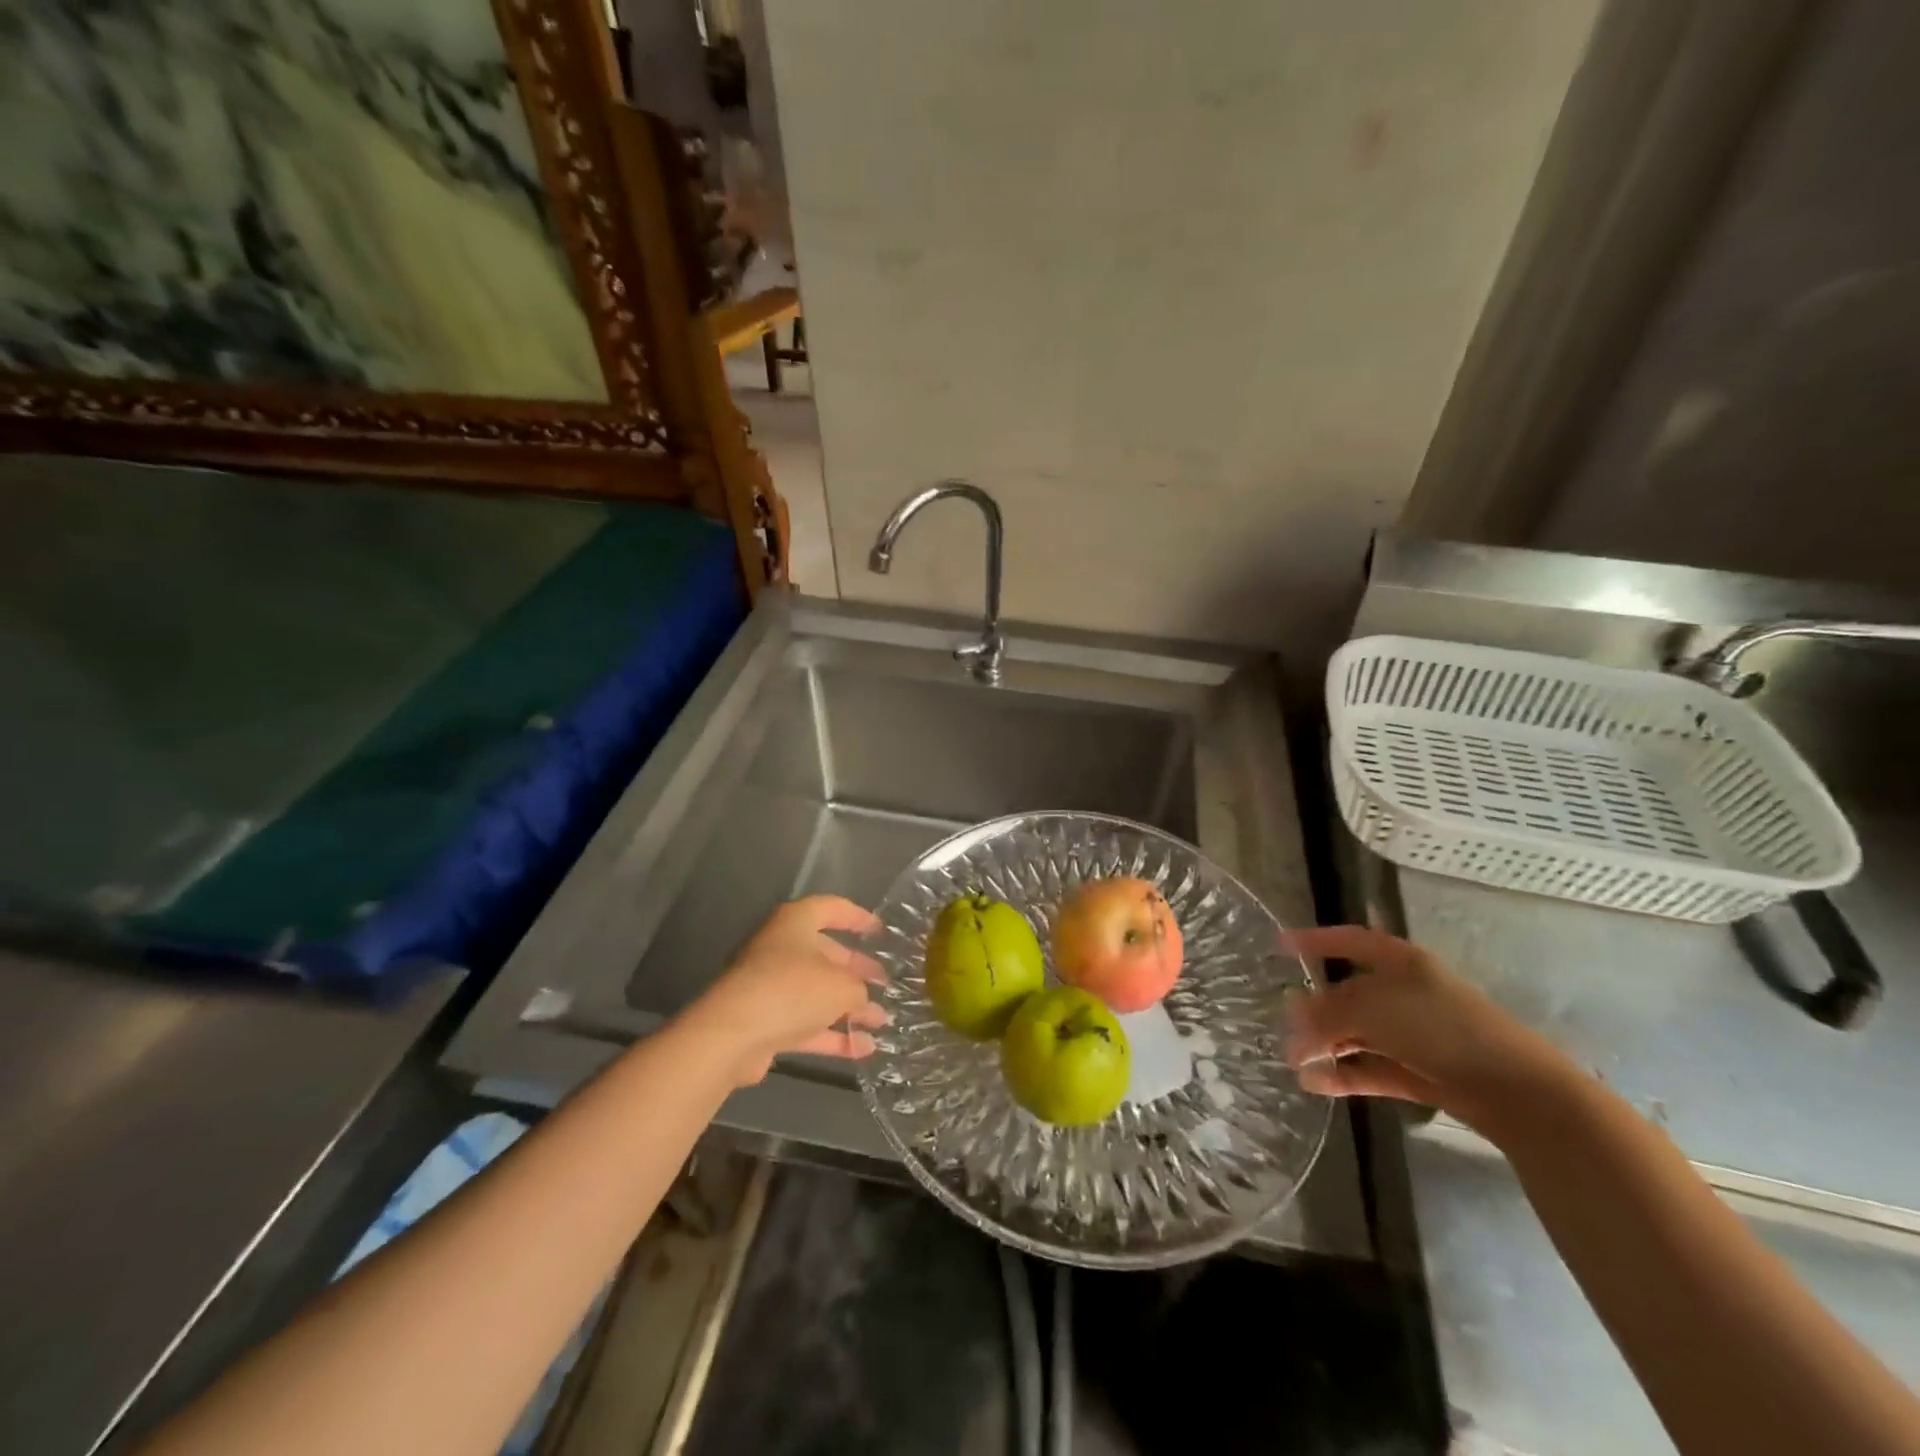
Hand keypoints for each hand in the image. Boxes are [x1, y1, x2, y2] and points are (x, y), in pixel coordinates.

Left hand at [686, 896, 889, 1085]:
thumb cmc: (792, 989)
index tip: (880, 931)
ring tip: (882, 1020)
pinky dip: (832, 1035)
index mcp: (796, 923)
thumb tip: (861, 999)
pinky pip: (805, 1024)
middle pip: (825, 954)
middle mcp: (781, 948)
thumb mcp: (841, 985)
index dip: (858, 917)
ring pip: (816, 992)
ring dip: (848, 1007)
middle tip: (884, 982)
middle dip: (856, 970)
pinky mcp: (765, 1021)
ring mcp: (770, 986)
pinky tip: (863, 1049)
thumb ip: (859, 989)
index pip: (832, 909)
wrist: (732, 1035)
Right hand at [1283, 925, 1576, 1137]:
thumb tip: (1292, 1021)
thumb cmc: (1441, 1028)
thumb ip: (1328, 1013)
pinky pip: (1370, 1068)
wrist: (1517, 1091)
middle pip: (1348, 994)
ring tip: (1294, 1062)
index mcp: (1400, 962)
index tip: (1280, 945)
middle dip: (1314, 1010)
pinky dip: (1343, 1075)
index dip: (1316, 940)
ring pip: (1356, 1034)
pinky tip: (1315, 1084)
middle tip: (1283, 1024)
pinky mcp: (1419, 1073)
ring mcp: (1413, 1035)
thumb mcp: (1374, 1008)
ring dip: (1325, 1046)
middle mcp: (1405, 993)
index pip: (1350, 941)